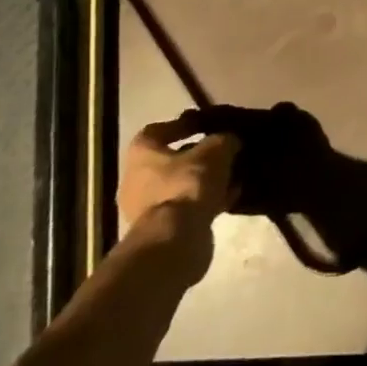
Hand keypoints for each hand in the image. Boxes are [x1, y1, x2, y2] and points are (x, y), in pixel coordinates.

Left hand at [119, 114, 240, 236]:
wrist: (174, 240)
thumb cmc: (187, 184)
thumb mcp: (215, 151)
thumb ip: (223, 140)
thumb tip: (230, 141)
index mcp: (141, 153)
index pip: (158, 130)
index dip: (183, 125)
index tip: (205, 125)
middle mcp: (136, 178)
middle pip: (169, 160)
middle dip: (197, 156)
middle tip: (222, 152)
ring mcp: (145, 208)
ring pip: (179, 186)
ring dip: (203, 181)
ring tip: (231, 175)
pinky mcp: (160, 229)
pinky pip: (186, 207)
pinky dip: (206, 201)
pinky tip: (230, 197)